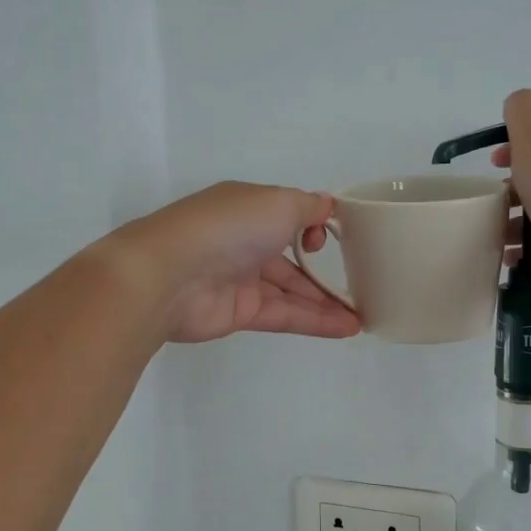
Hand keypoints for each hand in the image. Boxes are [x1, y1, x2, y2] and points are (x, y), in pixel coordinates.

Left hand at [110, 182, 362, 344]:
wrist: (168, 276)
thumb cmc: (228, 227)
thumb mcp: (277, 202)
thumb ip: (307, 206)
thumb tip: (327, 205)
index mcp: (249, 206)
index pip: (288, 214)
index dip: (314, 225)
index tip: (333, 235)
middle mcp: (245, 240)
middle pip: (292, 257)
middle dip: (324, 270)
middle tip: (362, 283)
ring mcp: (241, 278)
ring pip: (291, 290)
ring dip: (326, 302)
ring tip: (362, 314)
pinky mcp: (240, 313)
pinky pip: (285, 314)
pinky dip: (315, 320)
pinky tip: (346, 327)